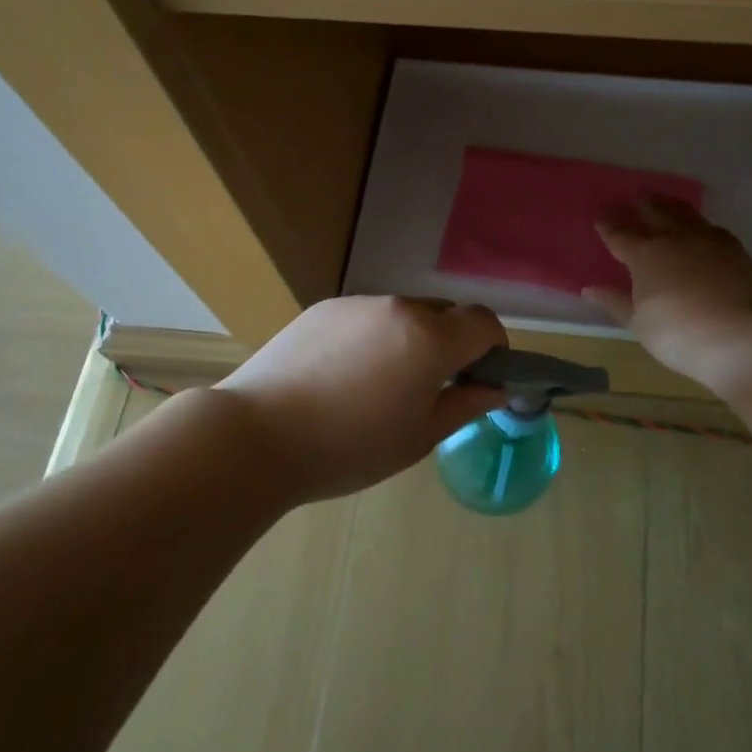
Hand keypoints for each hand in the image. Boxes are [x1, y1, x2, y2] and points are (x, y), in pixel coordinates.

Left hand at [212, 296, 507, 501]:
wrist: (256, 436)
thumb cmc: (348, 448)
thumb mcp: (418, 437)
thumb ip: (465, 406)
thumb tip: (494, 389)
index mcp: (430, 338)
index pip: (484, 322)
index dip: (493, 347)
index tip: (479, 377)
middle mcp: (398, 308)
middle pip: (445, 314)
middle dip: (451, 343)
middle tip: (429, 387)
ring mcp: (357, 304)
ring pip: (404, 314)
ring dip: (410, 339)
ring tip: (377, 385)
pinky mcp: (323, 308)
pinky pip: (366, 316)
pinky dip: (372, 337)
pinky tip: (342, 376)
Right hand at [585, 197, 751, 394]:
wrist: (740, 337)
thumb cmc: (678, 334)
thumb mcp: (639, 324)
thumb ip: (615, 302)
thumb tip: (590, 289)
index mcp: (644, 255)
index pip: (619, 234)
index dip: (608, 225)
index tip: (600, 214)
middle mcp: (674, 239)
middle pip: (655, 213)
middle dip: (643, 204)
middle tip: (637, 195)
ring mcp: (707, 241)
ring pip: (685, 214)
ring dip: (671, 205)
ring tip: (665, 201)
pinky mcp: (735, 250)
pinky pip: (712, 228)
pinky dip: (701, 225)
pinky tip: (702, 229)